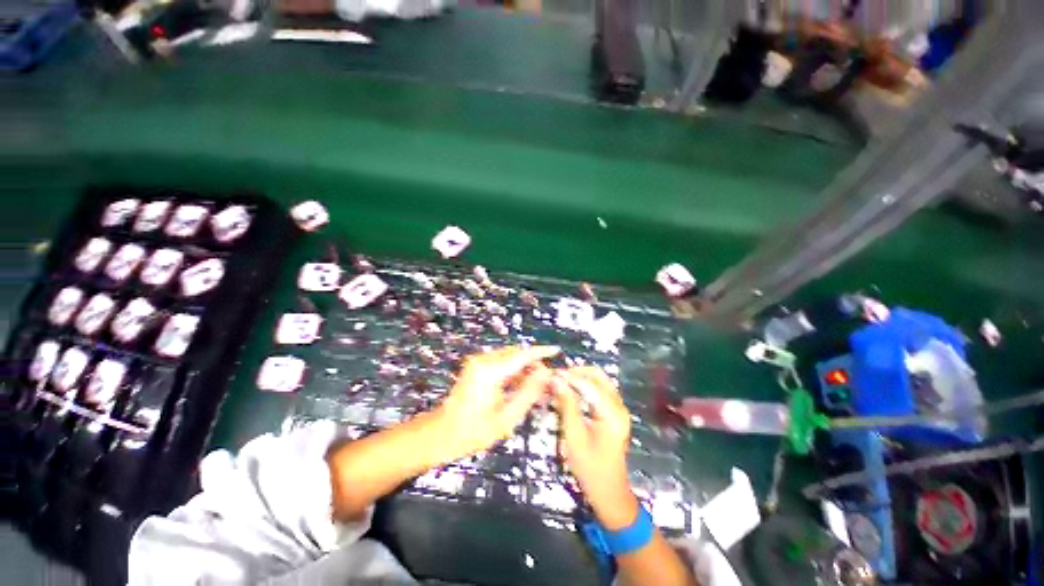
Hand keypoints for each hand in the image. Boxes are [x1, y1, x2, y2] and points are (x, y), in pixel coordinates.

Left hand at [430, 346, 558, 463]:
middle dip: (533, 363)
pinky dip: (513, 371)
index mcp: (490, 371)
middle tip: (547, 380)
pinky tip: (520, 386)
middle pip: (516, 353)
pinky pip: (500, 363)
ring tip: (536, 386)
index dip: (541, 352)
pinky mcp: (476, 366)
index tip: (556, 350)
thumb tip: (546, 374)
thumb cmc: (473, 431)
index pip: (522, 355)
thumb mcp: (506, 418)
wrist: (440, 434)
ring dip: (523, 367)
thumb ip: (529, 393)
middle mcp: (483, 360)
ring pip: (509, 357)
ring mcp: (478, 362)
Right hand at [552, 367, 638, 529]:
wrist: (609, 491)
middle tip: (556, 377)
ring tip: (561, 382)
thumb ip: (567, 404)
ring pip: (599, 381)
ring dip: (580, 378)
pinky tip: (571, 391)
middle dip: (576, 373)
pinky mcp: (615, 413)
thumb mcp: (574, 436)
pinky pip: (600, 390)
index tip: (550, 374)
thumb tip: (556, 380)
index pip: (589, 384)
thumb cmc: (590, 467)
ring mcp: (619, 409)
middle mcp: (619, 406)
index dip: (569, 376)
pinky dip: (585, 386)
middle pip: (597, 376)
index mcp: (611, 413)